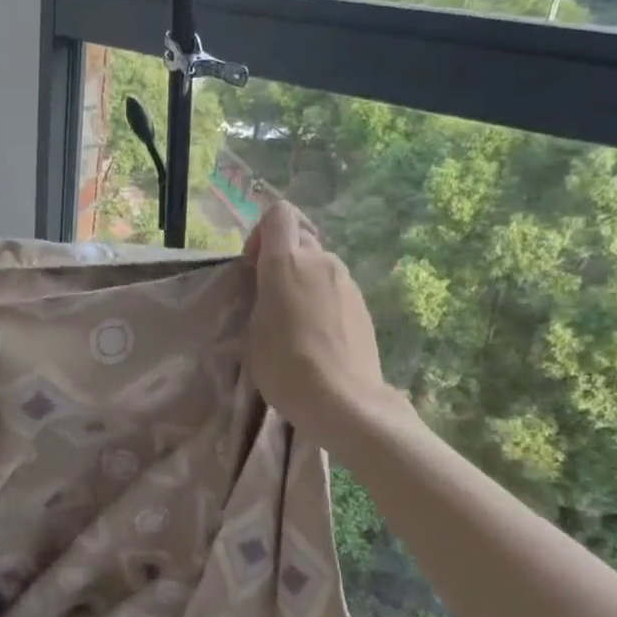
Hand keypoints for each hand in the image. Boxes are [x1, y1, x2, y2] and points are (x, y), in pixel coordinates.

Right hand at [243, 202, 387, 437]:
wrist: (343, 401)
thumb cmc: (284, 365)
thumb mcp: (253, 330)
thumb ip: (261, 297)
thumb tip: (271, 289)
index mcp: (286, 262)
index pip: (278, 215)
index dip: (262, 233)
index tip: (254, 266)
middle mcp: (321, 261)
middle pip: (300, 241)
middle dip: (284, 259)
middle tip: (271, 297)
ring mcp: (348, 282)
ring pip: (320, 266)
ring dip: (305, 282)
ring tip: (295, 322)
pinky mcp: (364, 306)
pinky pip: (336, 290)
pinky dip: (323, 302)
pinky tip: (317, 337)